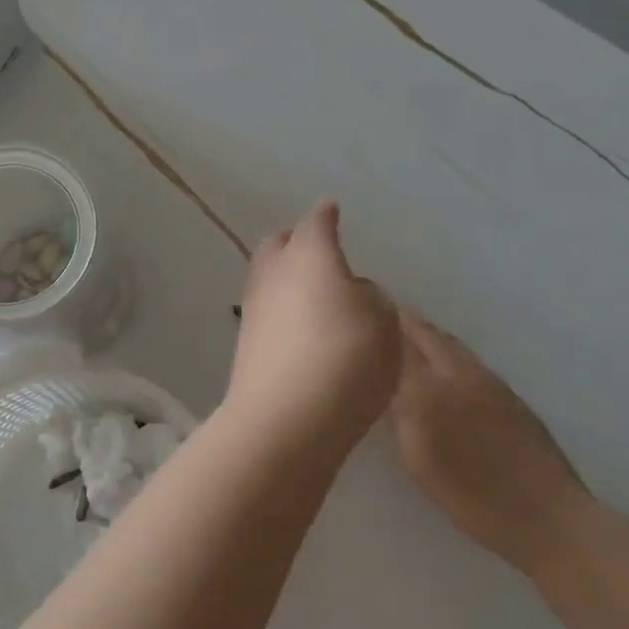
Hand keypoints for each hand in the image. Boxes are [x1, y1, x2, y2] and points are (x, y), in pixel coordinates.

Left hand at [227, 201, 400, 449]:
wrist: (286, 419)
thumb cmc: (346, 359)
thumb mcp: (383, 324)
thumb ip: (369, 298)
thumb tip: (349, 292)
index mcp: (310, 255)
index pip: (317, 223)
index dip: (326, 216)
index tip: (331, 209)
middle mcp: (275, 272)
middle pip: (279, 244)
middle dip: (296, 240)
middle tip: (318, 249)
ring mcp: (254, 306)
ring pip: (267, 275)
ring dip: (285, 275)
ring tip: (311, 290)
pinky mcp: (245, 341)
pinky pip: (265, 309)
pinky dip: (281, 307)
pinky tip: (298, 325)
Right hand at [392, 312, 592, 577]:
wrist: (548, 516)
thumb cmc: (472, 495)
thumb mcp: (418, 457)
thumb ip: (399, 411)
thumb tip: (381, 378)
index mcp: (433, 386)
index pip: (399, 343)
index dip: (379, 328)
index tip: (357, 317)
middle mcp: (462, 373)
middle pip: (427, 336)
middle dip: (402, 323)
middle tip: (378, 318)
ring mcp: (491, 383)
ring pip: (451, 345)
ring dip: (426, 334)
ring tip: (405, 334)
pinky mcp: (511, 397)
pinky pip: (468, 359)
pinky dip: (447, 351)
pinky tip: (443, 366)